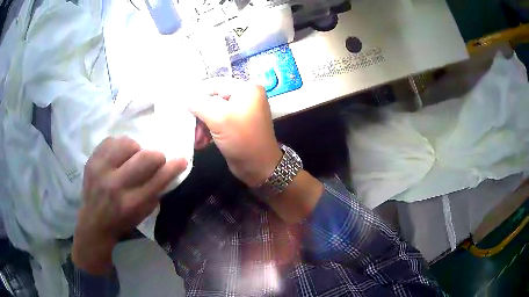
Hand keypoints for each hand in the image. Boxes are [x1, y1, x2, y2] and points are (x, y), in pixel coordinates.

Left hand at [73, 137, 186, 273]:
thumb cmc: (122, 220)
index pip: (158, 179)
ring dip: (136, 149)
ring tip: (132, 158)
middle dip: (156, 156)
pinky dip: (119, 146)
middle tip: (154, 161)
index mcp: (132, 203)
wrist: (93, 221)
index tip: (182, 159)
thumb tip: (168, 169)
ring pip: (127, 143)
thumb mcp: (143, 213)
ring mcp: (101, 170)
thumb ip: (155, 191)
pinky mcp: (91, 160)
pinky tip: (119, 156)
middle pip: (145, 158)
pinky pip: (111, 141)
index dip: (173, 167)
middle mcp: (116, 185)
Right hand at [189, 78, 281, 186]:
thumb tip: (186, 97)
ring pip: (212, 112)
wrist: (259, 168)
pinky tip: (201, 142)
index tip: (182, 106)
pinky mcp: (235, 125)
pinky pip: (217, 122)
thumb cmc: (242, 139)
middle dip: (199, 115)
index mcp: (246, 89)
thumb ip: (199, 104)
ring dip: (201, 125)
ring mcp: (240, 111)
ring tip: (196, 139)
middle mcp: (245, 96)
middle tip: (188, 126)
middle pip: (213, 99)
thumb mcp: (219, 118)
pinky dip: (208, 131)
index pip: (215, 84)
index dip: (197, 94)